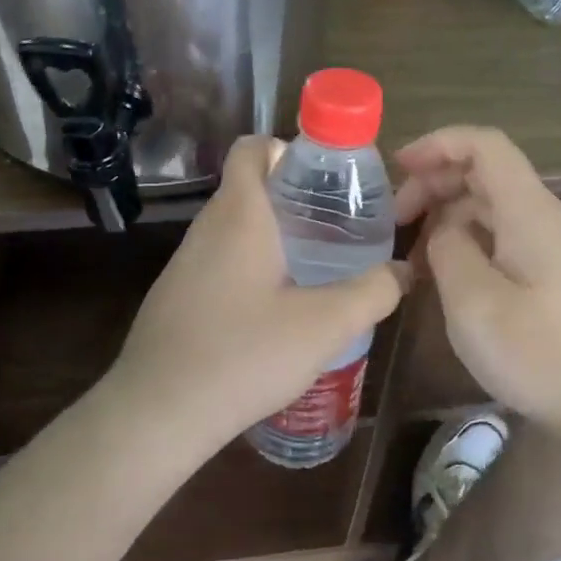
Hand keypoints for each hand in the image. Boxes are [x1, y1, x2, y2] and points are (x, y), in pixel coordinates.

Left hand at [109, 136, 408, 445]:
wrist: (157, 413)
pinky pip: (222, 263)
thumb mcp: (325, 325)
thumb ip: (373, 292)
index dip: (290, 150)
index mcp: (239, 214)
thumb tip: (403, 270)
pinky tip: (277, 312)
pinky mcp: (177, 297)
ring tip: (318, 269)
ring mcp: (185, 263)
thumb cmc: (244, 354)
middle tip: (339, 228)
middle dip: (295, 199)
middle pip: (250, 188)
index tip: (329, 180)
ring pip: (236, 229)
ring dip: (275, 237)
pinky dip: (252, 268)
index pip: (253, 147)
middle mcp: (207, 228)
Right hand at [395, 126, 560, 430]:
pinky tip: (442, 272)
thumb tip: (444, 231)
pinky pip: (501, 235)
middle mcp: (544, 216)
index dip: (438, 143)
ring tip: (411, 251)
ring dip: (447, 214)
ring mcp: (552, 244)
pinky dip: (466, 240)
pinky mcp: (552, 272)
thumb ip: (448, 249)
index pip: (484, 145)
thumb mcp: (474, 302)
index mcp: (530, 211)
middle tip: (394, 219)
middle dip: (434, 182)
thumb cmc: (539, 354)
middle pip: (485, 172)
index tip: (397, 168)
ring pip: (490, 205)